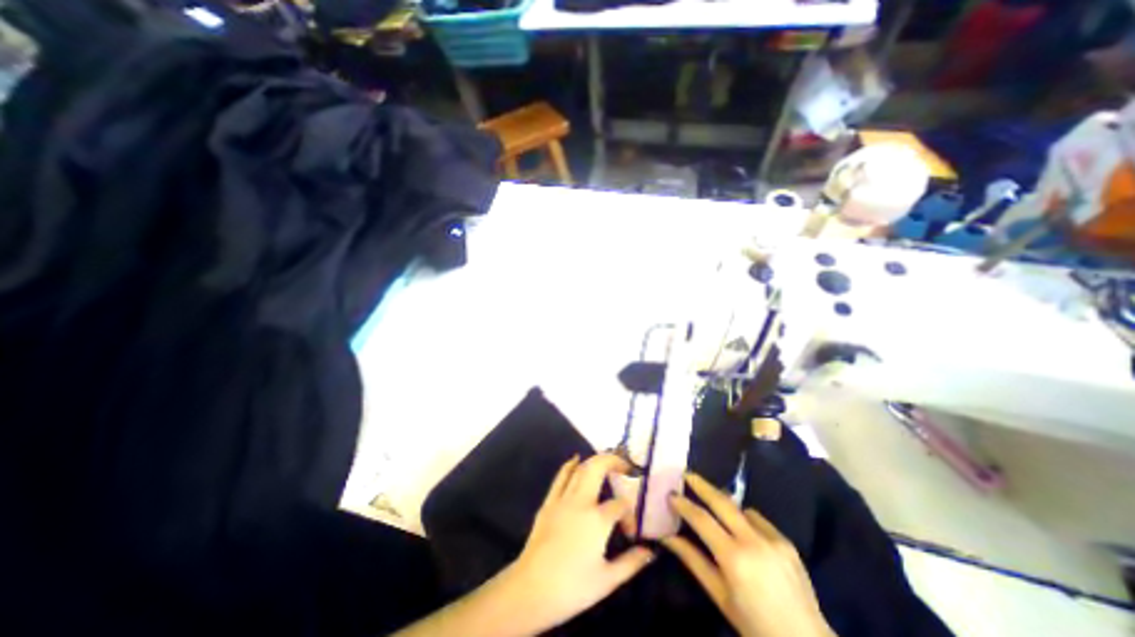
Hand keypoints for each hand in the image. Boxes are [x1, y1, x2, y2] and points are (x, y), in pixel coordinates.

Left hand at [499, 455, 656, 633]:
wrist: (530, 589)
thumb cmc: (572, 588)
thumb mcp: (607, 581)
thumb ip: (631, 563)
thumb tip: (650, 552)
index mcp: (598, 519)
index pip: (621, 505)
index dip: (630, 514)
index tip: (631, 532)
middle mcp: (581, 501)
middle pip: (598, 468)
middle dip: (614, 461)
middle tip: (625, 466)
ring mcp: (563, 499)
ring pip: (581, 469)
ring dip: (595, 461)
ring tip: (607, 463)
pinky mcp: (549, 502)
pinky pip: (561, 476)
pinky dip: (570, 465)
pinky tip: (576, 460)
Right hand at [667, 473, 830, 636]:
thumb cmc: (755, 626)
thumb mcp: (720, 596)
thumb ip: (693, 561)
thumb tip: (667, 537)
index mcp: (734, 558)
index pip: (701, 519)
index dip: (683, 504)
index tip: (671, 494)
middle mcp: (753, 541)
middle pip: (721, 501)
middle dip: (701, 484)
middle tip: (686, 474)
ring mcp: (773, 539)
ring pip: (740, 508)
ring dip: (723, 503)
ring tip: (711, 504)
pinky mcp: (786, 542)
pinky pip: (758, 520)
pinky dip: (744, 518)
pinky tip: (741, 529)